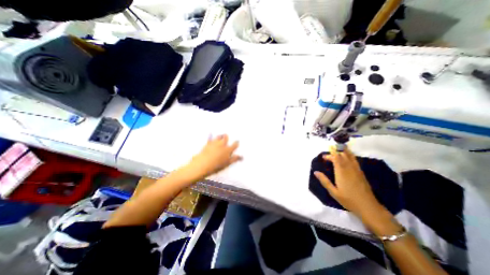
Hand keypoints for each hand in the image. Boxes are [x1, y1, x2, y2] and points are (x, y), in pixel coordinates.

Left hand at [185, 134, 241, 180]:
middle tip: (227, 135)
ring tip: (221, 135)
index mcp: (227, 150)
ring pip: (218, 137)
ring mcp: (214, 143)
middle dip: (227, 137)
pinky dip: (210, 136)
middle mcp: (222, 145)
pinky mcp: (207, 144)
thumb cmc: (216, 165)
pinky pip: (209, 138)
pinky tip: (210, 134)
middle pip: (225, 138)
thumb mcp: (227, 163)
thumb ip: (234, 159)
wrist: (203, 164)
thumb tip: (241, 157)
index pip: (234, 145)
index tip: (237, 141)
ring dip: (220, 136)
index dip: (236, 143)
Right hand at [314, 147, 381, 218]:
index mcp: (341, 172)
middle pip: (342, 156)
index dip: (330, 155)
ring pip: (350, 156)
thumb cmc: (348, 200)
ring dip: (343, 151)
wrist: (368, 207)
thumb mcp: (333, 192)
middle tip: (328, 155)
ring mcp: (356, 170)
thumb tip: (315, 172)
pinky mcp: (361, 173)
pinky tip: (348, 155)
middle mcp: (349, 169)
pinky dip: (350, 155)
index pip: (336, 158)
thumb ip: (324, 181)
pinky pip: (355, 160)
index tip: (323, 156)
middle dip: (335, 152)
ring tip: (338, 148)